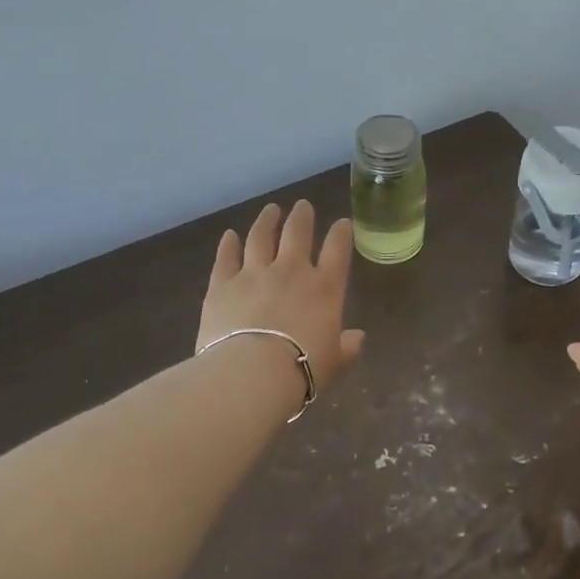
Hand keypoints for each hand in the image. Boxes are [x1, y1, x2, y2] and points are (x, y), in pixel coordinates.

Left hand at [199, 200, 365, 389]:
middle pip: (297, 233)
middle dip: (302, 217)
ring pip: (261, 237)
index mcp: (324, 288)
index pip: (337, 250)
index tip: (342, 223)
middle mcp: (291, 271)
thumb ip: (346, 346)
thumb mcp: (334, 361)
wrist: (252, 373)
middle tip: (303, 206)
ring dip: (266, 221)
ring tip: (270, 210)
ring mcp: (254, 273)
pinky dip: (228, 244)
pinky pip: (226, 257)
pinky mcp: (222, 284)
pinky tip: (229, 235)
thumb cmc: (302, 369)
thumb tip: (357, 338)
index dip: (341, 233)